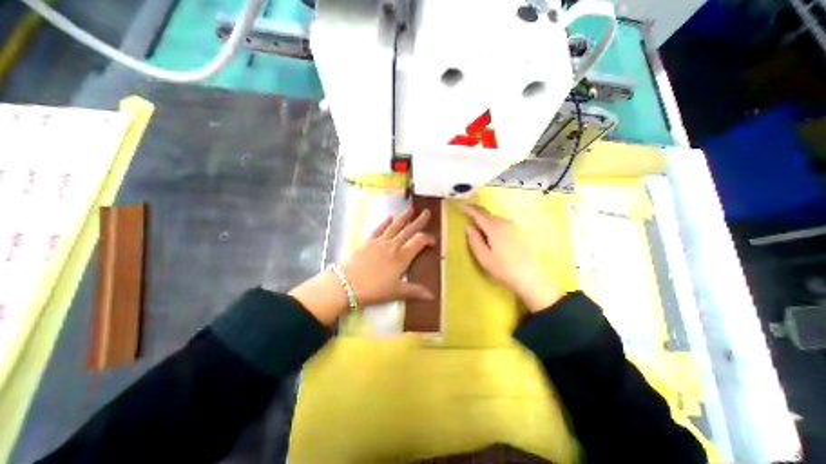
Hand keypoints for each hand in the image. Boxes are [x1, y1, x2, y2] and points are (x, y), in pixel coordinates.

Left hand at [288, 206, 435, 325]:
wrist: (348, 284)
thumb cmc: (375, 289)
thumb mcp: (396, 292)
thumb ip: (415, 291)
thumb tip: (432, 296)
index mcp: (402, 256)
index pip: (419, 241)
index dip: (428, 239)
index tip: (433, 241)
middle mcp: (393, 245)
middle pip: (409, 230)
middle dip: (419, 221)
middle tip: (427, 212)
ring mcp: (380, 241)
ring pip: (395, 226)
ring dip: (403, 217)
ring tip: (410, 208)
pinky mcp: (368, 241)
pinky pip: (379, 229)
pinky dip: (385, 222)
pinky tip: (389, 217)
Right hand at [464, 205, 561, 313]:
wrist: (529, 277)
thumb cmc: (502, 268)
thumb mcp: (483, 256)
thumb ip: (474, 239)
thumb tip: (468, 226)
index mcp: (494, 227)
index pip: (479, 214)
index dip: (469, 209)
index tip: (461, 205)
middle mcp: (504, 222)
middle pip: (487, 214)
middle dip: (477, 213)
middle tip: (467, 215)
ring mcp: (512, 226)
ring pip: (494, 219)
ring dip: (485, 220)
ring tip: (477, 226)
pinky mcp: (517, 232)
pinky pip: (500, 223)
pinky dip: (492, 224)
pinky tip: (490, 233)